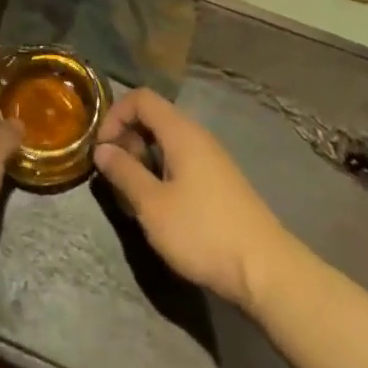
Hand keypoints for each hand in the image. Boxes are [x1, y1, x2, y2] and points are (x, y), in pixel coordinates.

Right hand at [93, 87, 297, 311]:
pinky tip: (160, 206)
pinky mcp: (219, 181)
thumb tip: (102, 149)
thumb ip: (125, 172)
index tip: (102, 150)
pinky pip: (182, 161)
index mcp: (181, 132)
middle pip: (154, 118)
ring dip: (144, 159)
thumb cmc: (202, 232)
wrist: (265, 269)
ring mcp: (212, 158)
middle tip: (117, 176)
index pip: (141, 98)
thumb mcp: (153, 205)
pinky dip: (162, 172)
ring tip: (134, 195)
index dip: (115, 116)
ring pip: (167, 142)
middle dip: (128, 139)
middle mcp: (198, 136)